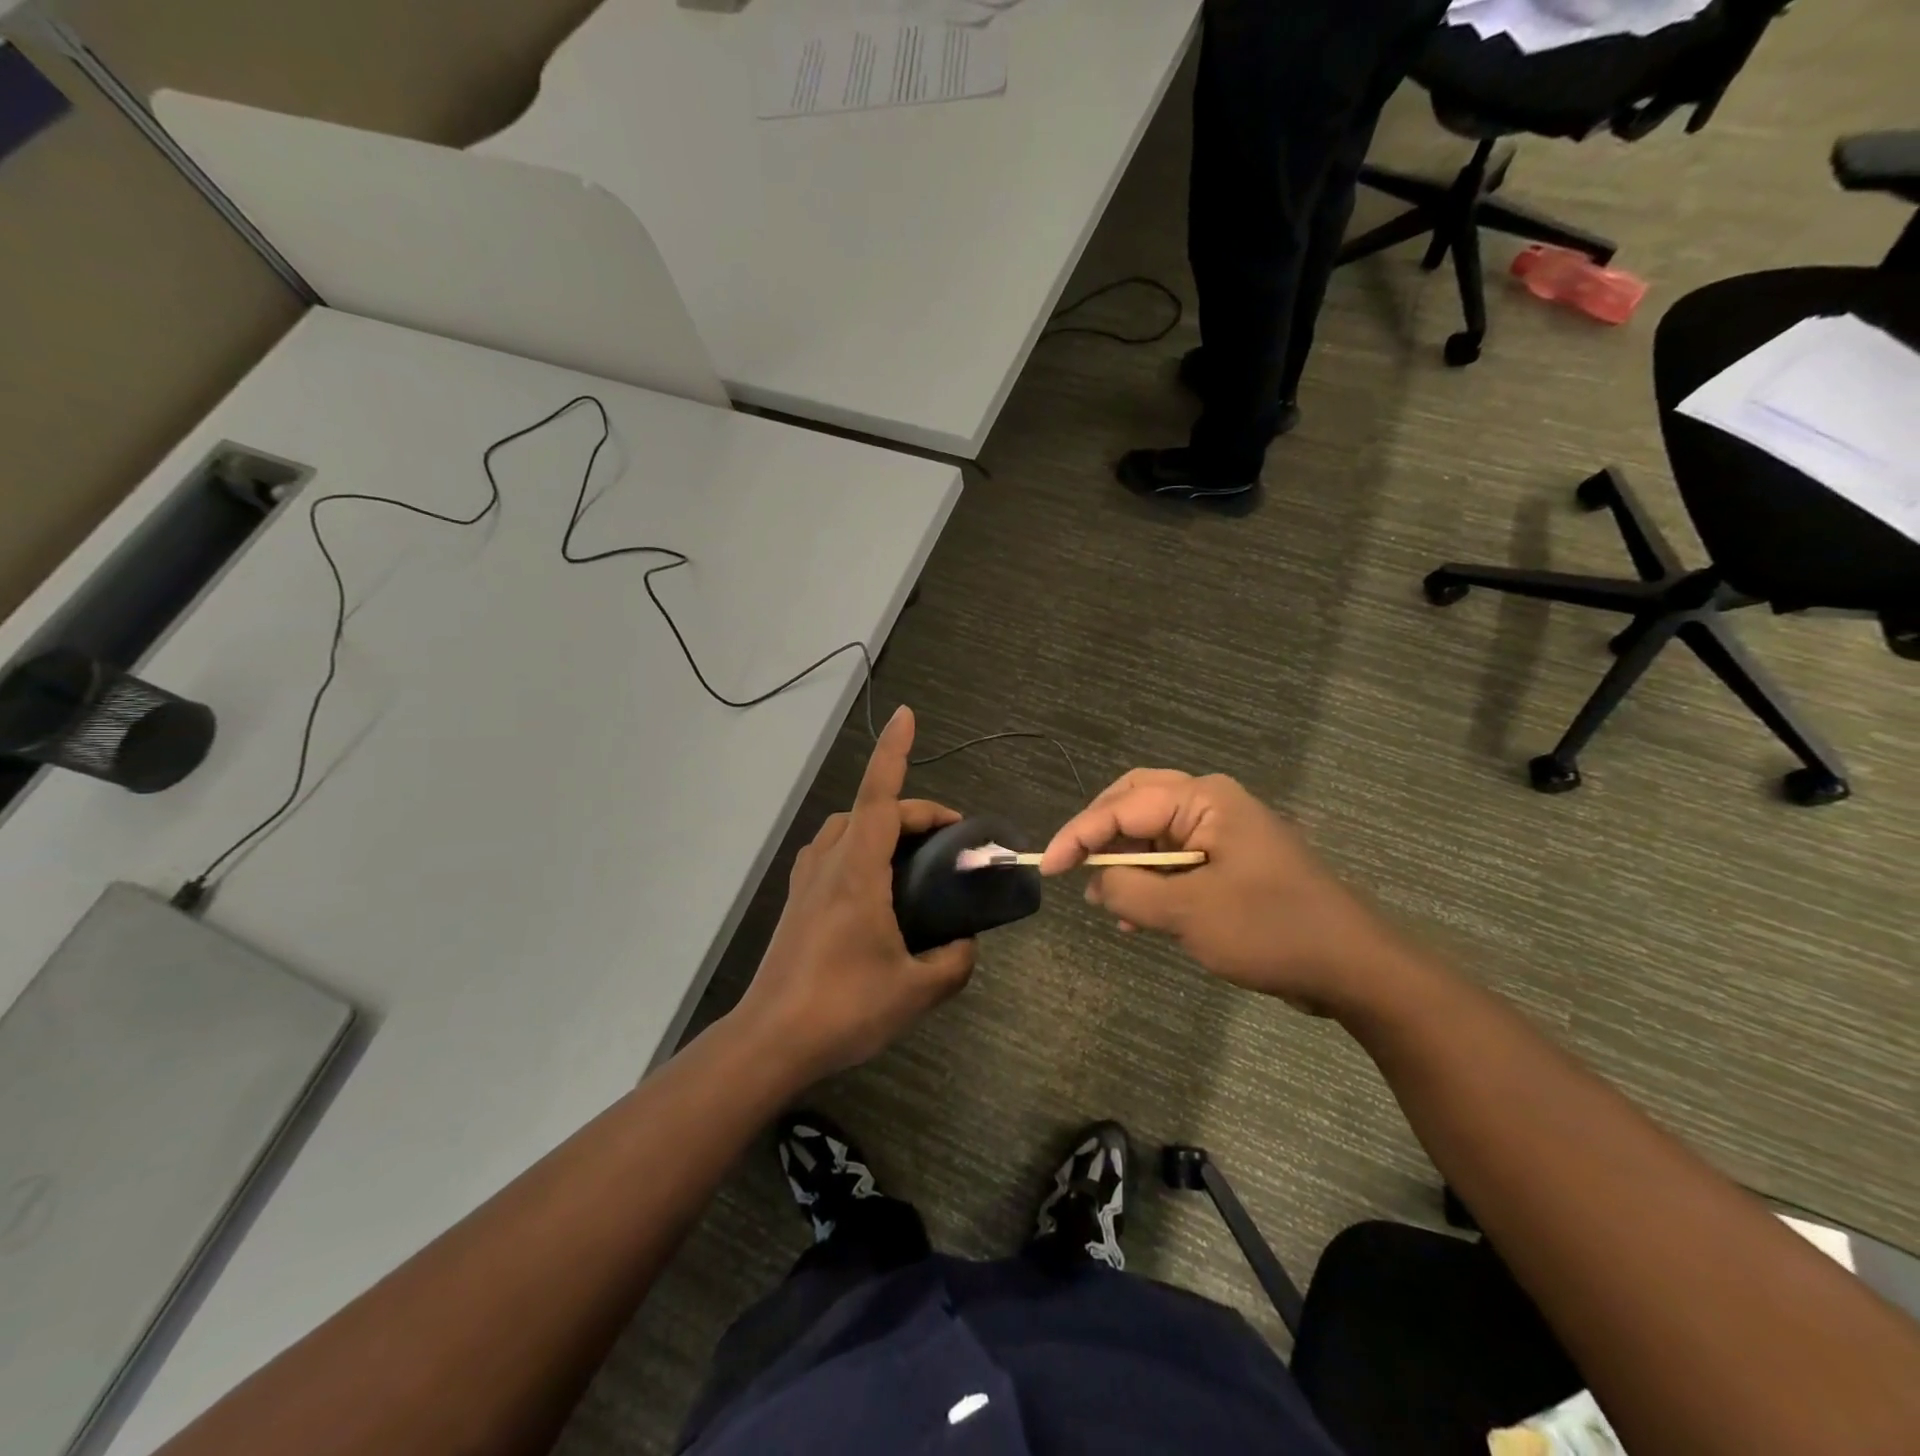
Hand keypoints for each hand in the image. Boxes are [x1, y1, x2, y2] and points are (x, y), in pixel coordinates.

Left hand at [731, 706, 976, 1083]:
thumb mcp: (917, 990)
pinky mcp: (798, 902)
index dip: (894, 751)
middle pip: (871, 810)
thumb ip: (954, 961)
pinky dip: (859, 847)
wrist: (770, 1042)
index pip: (880, 796)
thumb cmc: (844, 1008)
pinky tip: (876, 887)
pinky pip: (833, 853)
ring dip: (882, 826)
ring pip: (847, 828)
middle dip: (914, 812)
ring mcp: (807, 881)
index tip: (907, 714)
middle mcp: (829, 863)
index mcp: (858, 870)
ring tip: (914, 858)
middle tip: (952, 840)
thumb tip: (967, 945)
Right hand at [1040, 769, 1400, 1014]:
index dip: (1078, 835)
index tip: (1045, 867)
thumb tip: (1097, 883)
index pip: (1122, 806)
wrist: (1353, 967)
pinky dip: (1149, 882)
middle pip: (1135, 803)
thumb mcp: (1189, 912)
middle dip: (1099, 833)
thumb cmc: (1271, 929)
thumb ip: (1132, 891)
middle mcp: (1211, 805)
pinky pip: (1174, 861)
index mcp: (1204, 800)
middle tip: (1069, 863)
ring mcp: (1223, 833)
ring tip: (1104, 900)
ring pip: (1153, 833)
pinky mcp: (1230, 863)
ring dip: (1124, 861)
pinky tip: (1136, 917)